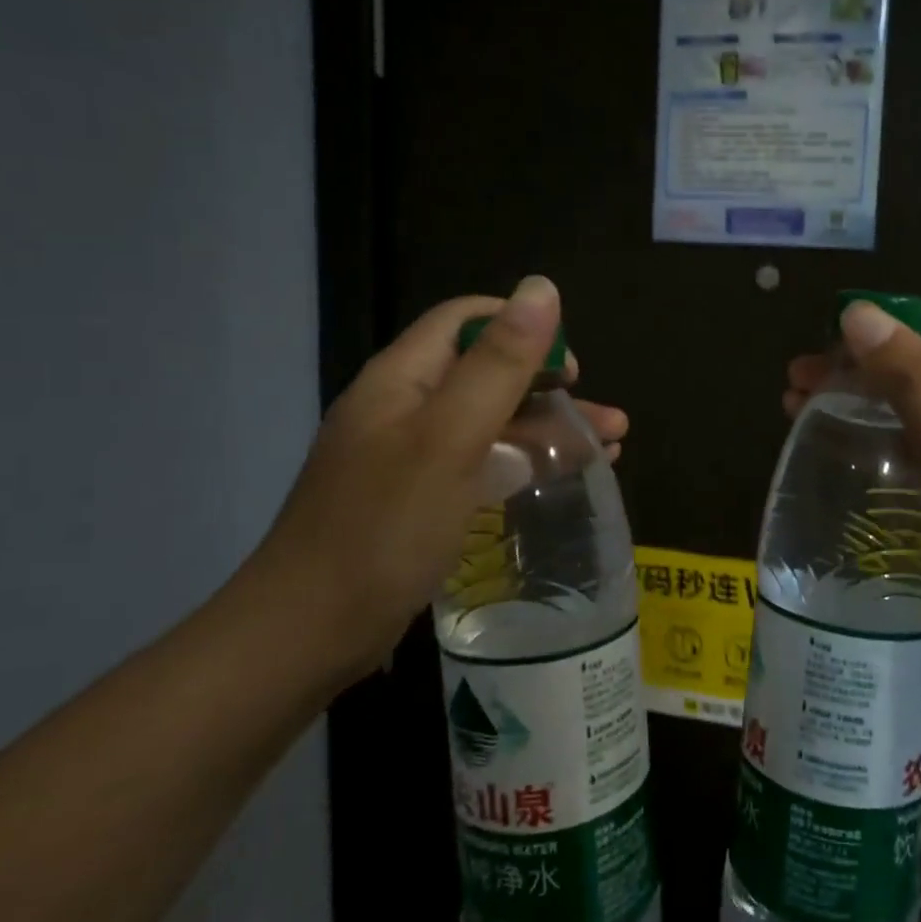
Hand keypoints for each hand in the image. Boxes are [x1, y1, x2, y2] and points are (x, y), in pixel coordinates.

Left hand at [245, 277, 626, 678]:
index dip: (523, 328)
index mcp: (401, 378)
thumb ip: (499, 363)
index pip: (466, 320)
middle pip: (485, 372)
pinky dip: (525, 461)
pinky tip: (562, 478)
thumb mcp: (450, 438)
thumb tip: (542, 286)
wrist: (309, 635)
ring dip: (549, 427)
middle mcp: (404, 408)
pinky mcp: (419, 499)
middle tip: (605, 417)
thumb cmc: (384, 528)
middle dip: (550, 386)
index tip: (571, 367)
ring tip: (611, 448)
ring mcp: (410, 457)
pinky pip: (481, 462)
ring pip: (490, 421)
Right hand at [786, 307, 920, 718]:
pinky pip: (920, 472)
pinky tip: (843, 464)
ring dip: (863, 418)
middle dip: (859, 383)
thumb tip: (859, 313)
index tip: (809, 360)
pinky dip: (879, 459)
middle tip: (791, 391)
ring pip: (918, 430)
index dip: (874, 348)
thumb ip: (918, 383)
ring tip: (799, 417)